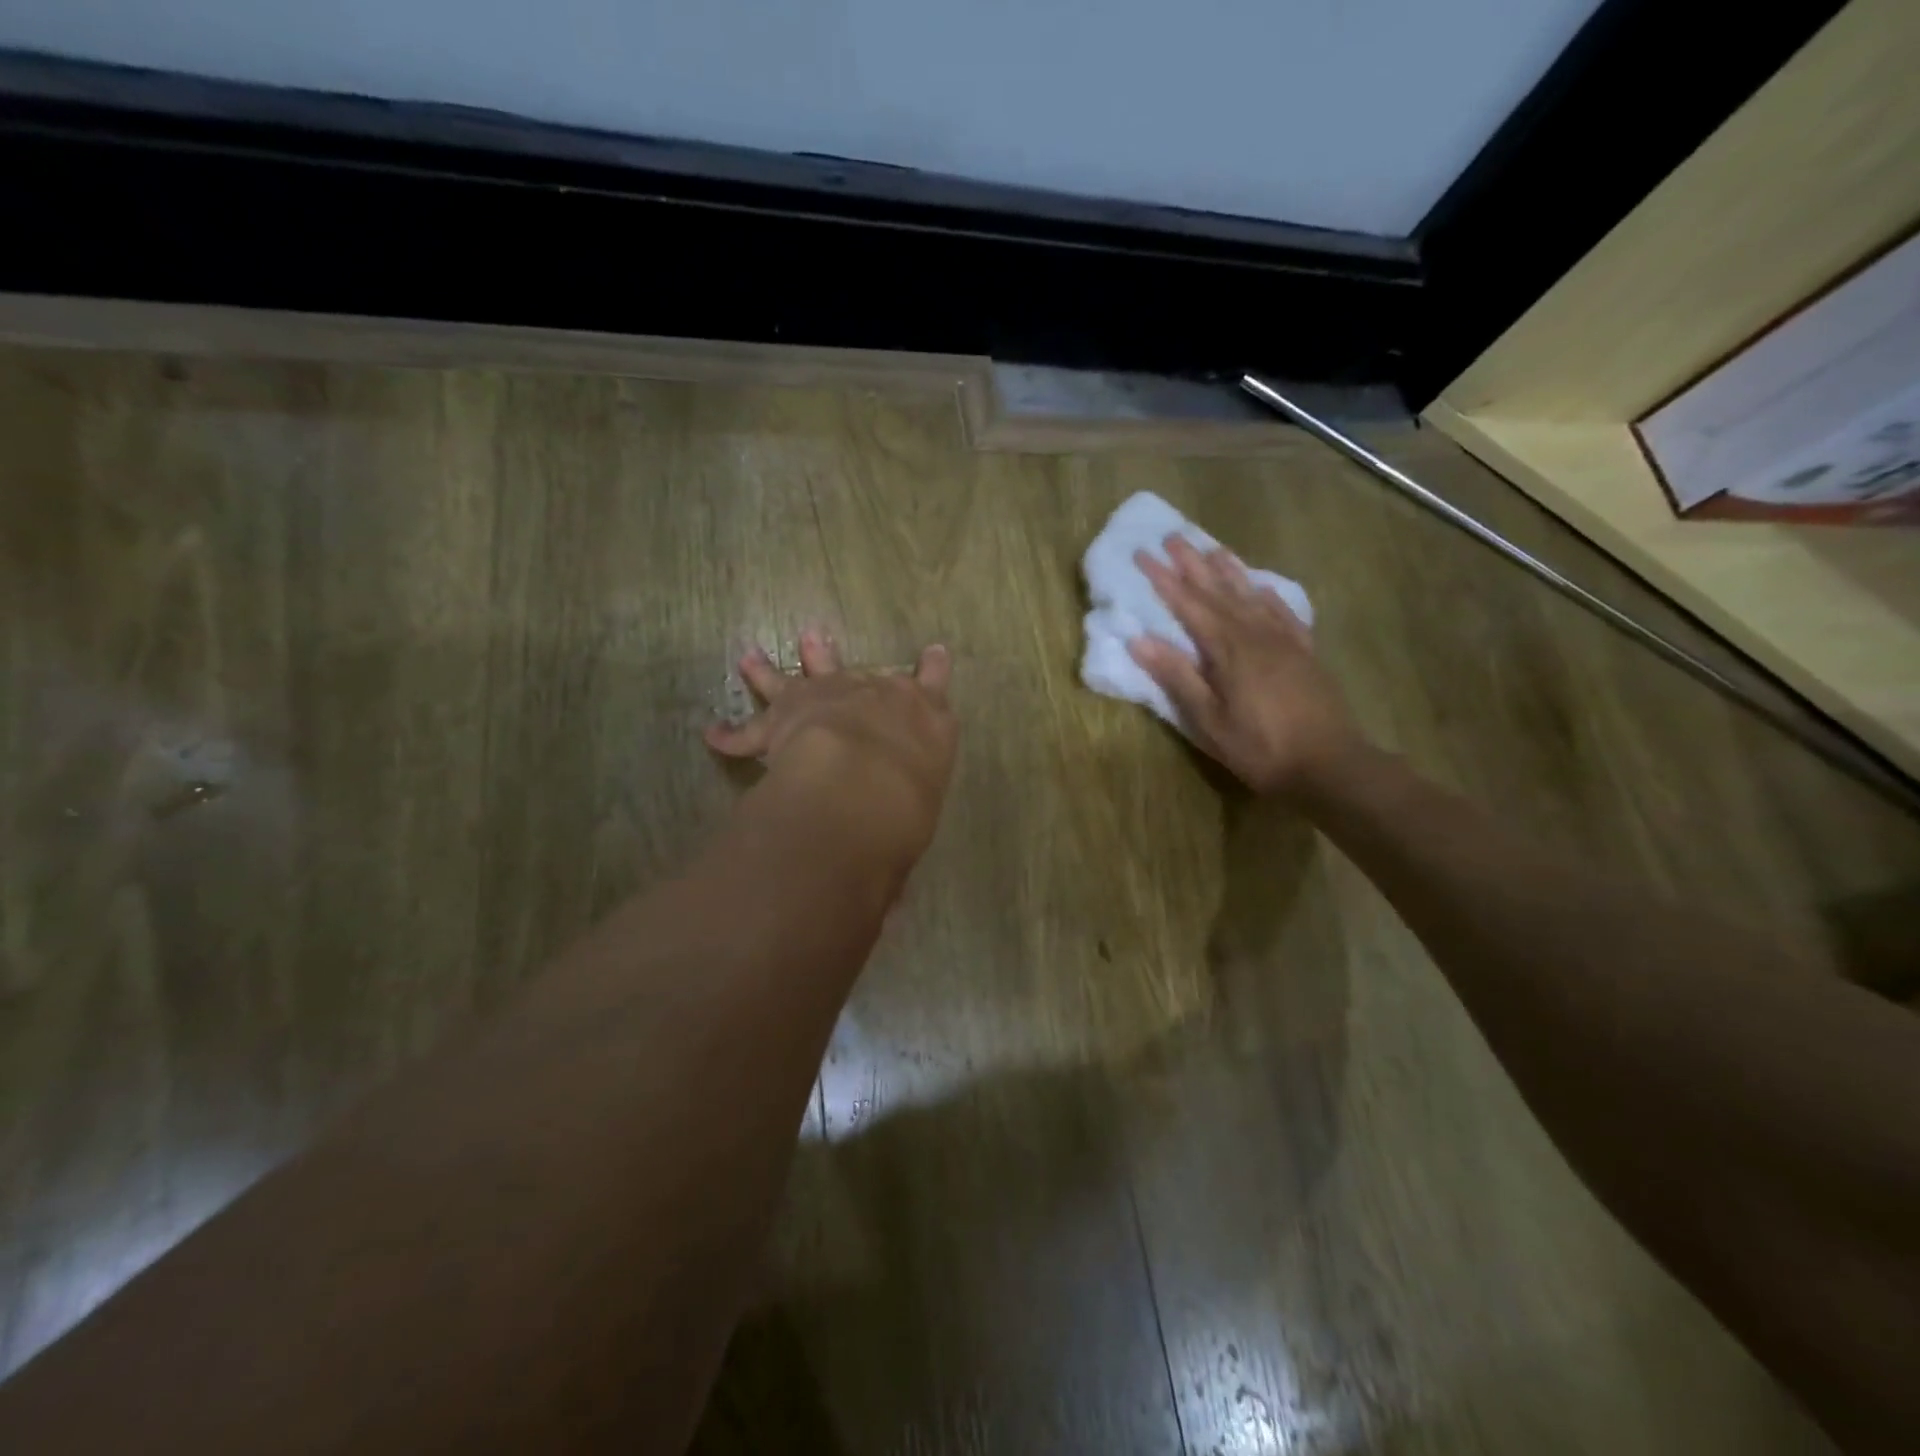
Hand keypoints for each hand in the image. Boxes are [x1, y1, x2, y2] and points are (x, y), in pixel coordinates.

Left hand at [706, 628, 958, 859]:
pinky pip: (750, 729)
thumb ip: (913, 804)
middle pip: (852, 670)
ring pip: (794, 678)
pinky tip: (713, 734)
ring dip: (769, 670)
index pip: (933, 685)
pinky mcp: (783, 717)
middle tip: (814, 638)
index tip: (934, 653)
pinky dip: (731, 734)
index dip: (933, 669)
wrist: (866, 780)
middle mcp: (874, 695)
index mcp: (922, 716)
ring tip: (750, 658)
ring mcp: (826, 697)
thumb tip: (897, 868)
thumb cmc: (914, 797)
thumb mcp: (928, 795)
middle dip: (832, 656)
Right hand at [1129, 536, 1362, 796]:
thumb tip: (1140, 640)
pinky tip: (1261, 587)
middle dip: (1193, 564)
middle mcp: (1256, 634)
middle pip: (1219, 591)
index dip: (1164, 580)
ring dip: (1229, 571)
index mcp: (1228, 649)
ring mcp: (1284, 640)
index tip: (1142, 554)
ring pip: (1251, 595)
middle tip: (1173, 536)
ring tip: (1213, 548)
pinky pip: (1283, 613)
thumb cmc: (1260, 747)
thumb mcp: (1209, 719)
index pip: (1188, 605)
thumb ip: (1177, 676)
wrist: (1330, 764)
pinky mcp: (1304, 652)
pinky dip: (1268, 596)